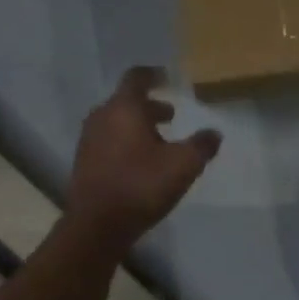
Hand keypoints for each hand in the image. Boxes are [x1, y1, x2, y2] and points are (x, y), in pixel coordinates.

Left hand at [68, 67, 220, 250]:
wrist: (97, 225)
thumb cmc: (141, 186)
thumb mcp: (183, 166)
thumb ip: (201, 146)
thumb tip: (214, 133)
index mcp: (124, 109)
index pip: (137, 78)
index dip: (153, 75)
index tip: (166, 77)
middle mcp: (101, 117)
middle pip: (126, 102)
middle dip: (149, 106)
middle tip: (170, 115)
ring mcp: (89, 141)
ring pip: (116, 123)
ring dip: (138, 127)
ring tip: (159, 142)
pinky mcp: (84, 163)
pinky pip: (109, 142)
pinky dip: (126, 143)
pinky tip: (141, 163)